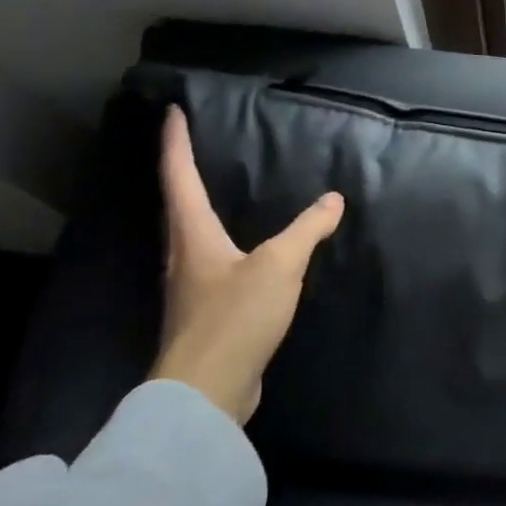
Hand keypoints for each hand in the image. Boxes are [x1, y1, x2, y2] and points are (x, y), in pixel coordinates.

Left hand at [148, 107, 343, 423]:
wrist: (206, 392)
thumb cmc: (234, 317)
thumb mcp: (280, 265)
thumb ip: (307, 230)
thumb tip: (333, 199)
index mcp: (192, 236)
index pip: (178, 177)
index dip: (175, 143)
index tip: (172, 113)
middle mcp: (182, 257)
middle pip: (176, 206)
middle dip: (180, 173)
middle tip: (192, 147)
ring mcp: (189, 289)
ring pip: (189, 236)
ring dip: (195, 209)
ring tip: (215, 192)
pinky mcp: (203, 315)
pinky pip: (208, 265)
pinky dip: (218, 244)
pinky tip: (239, 253)